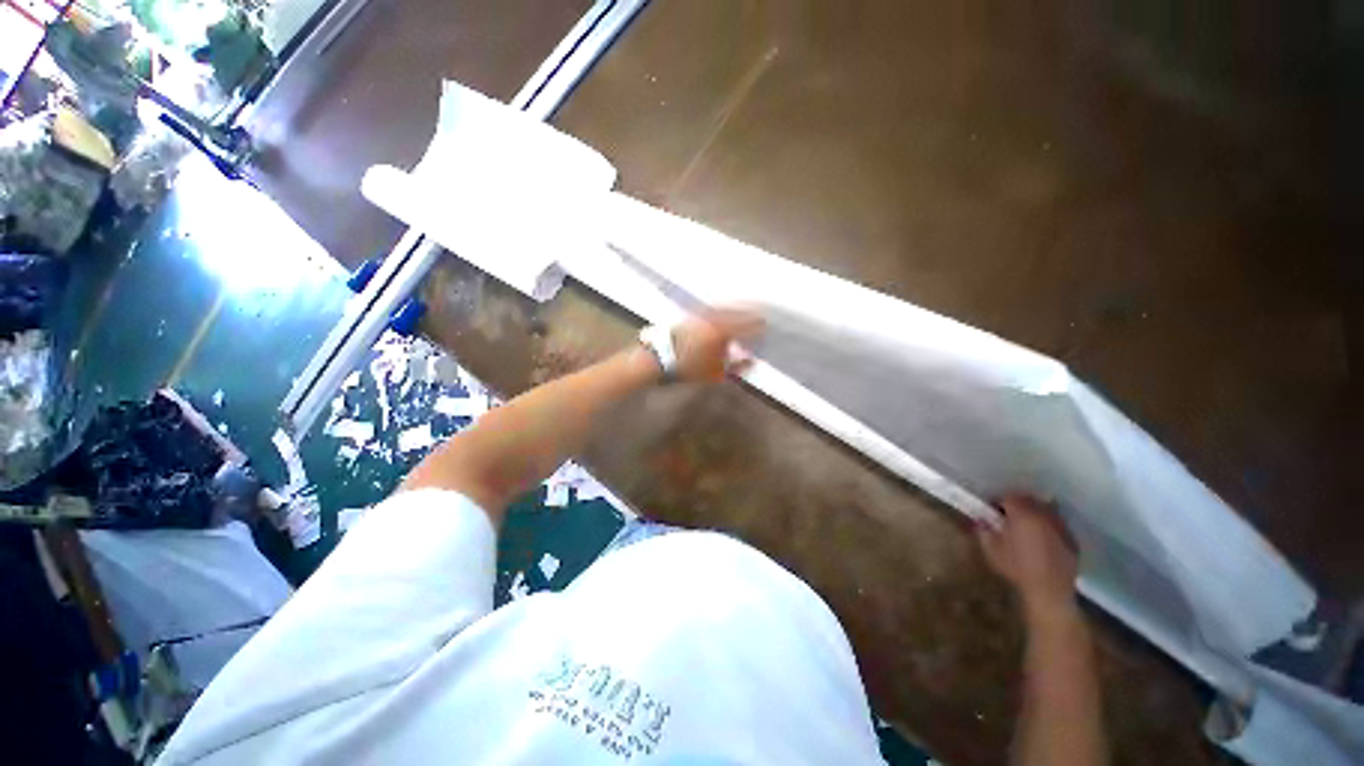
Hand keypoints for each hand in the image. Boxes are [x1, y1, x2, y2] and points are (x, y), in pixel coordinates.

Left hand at [670, 309, 762, 382]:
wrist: (660, 357)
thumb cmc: (689, 368)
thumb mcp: (716, 373)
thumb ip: (737, 366)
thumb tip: (752, 361)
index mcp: (722, 333)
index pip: (747, 327)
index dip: (758, 328)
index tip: (767, 328)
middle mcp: (714, 319)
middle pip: (738, 314)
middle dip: (751, 315)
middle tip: (762, 316)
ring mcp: (703, 314)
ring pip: (727, 308)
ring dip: (739, 308)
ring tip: (748, 310)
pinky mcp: (694, 313)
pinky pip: (714, 307)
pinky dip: (724, 308)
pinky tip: (726, 310)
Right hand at [977, 495, 1079, 618]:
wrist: (1049, 591)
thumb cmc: (1016, 568)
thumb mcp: (991, 549)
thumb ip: (983, 529)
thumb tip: (980, 518)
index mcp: (1022, 514)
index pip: (1008, 497)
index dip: (998, 502)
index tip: (992, 512)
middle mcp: (1044, 514)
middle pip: (1029, 499)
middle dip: (1017, 505)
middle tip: (1008, 518)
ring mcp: (1061, 526)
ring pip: (1045, 510)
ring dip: (1034, 514)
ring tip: (1026, 528)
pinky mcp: (1072, 539)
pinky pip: (1057, 525)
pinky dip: (1048, 526)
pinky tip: (1042, 541)